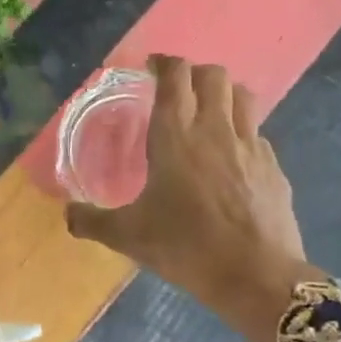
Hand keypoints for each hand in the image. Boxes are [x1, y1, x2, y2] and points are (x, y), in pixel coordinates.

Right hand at [64, 54, 317, 341]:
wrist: (257, 278)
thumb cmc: (186, 247)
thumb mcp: (128, 236)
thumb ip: (91, 221)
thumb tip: (66, 214)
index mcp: (175, 135)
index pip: (175, 76)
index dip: (163, 63)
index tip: (151, 68)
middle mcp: (214, 129)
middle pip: (212, 75)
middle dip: (194, 73)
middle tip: (177, 90)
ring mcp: (250, 145)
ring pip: (242, 95)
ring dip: (223, 93)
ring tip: (207, 111)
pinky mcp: (274, 167)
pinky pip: (257, 132)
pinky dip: (242, 130)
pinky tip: (231, 156)